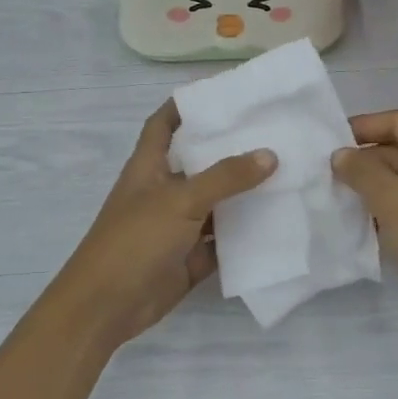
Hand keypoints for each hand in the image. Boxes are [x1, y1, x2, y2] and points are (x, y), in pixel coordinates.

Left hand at [50, 100, 276, 349]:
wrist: (108, 305)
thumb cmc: (135, 240)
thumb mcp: (180, 200)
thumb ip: (225, 177)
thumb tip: (270, 154)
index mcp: (149, 166)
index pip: (165, 123)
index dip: (187, 105)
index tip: (224, 93)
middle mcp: (164, 190)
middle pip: (200, 162)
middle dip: (232, 148)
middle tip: (276, 131)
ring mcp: (178, 225)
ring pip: (217, 202)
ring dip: (245, 192)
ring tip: (289, 171)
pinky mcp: (191, 256)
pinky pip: (224, 239)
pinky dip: (247, 232)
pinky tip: (280, 220)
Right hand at [332, 109, 397, 341]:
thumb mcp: (395, 203)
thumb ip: (363, 174)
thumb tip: (340, 155)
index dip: (363, 127)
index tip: (328, 143)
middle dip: (364, 162)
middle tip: (325, 178)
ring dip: (371, 189)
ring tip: (336, 200)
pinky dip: (386, 211)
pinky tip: (360, 224)